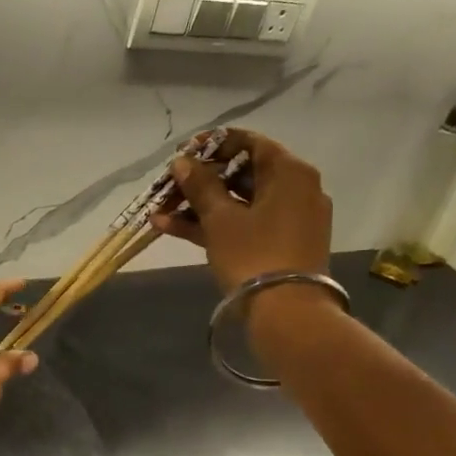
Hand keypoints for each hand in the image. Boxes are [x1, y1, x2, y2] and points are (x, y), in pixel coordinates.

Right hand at [151, 129, 332, 293]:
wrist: (287, 312)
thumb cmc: (254, 254)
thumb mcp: (220, 218)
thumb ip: (200, 186)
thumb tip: (183, 162)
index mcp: (290, 172)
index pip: (250, 143)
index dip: (214, 144)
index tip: (182, 153)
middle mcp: (296, 189)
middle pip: (243, 174)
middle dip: (200, 181)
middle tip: (168, 186)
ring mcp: (290, 219)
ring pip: (239, 203)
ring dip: (199, 206)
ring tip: (159, 212)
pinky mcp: (281, 245)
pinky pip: (245, 225)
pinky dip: (214, 225)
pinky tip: (172, 228)